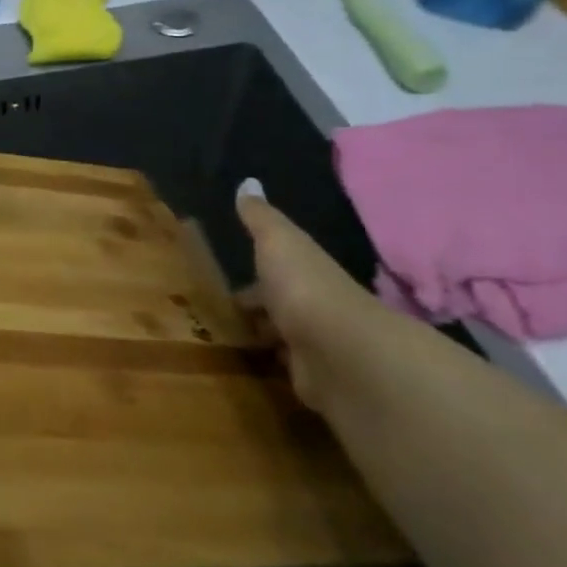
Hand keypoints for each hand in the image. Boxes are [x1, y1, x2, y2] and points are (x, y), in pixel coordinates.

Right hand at [237, 186, 397, 414]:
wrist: (340, 352)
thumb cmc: (304, 287)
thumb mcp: (278, 242)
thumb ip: (261, 218)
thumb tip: (248, 182)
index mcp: (309, 275)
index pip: (282, 273)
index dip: (258, 275)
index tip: (230, 281)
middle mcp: (318, 310)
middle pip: (284, 307)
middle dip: (261, 309)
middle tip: (226, 312)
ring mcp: (321, 349)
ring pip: (288, 340)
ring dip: (268, 339)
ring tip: (231, 339)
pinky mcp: (318, 384)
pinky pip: (293, 372)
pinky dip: (279, 369)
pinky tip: (257, 369)